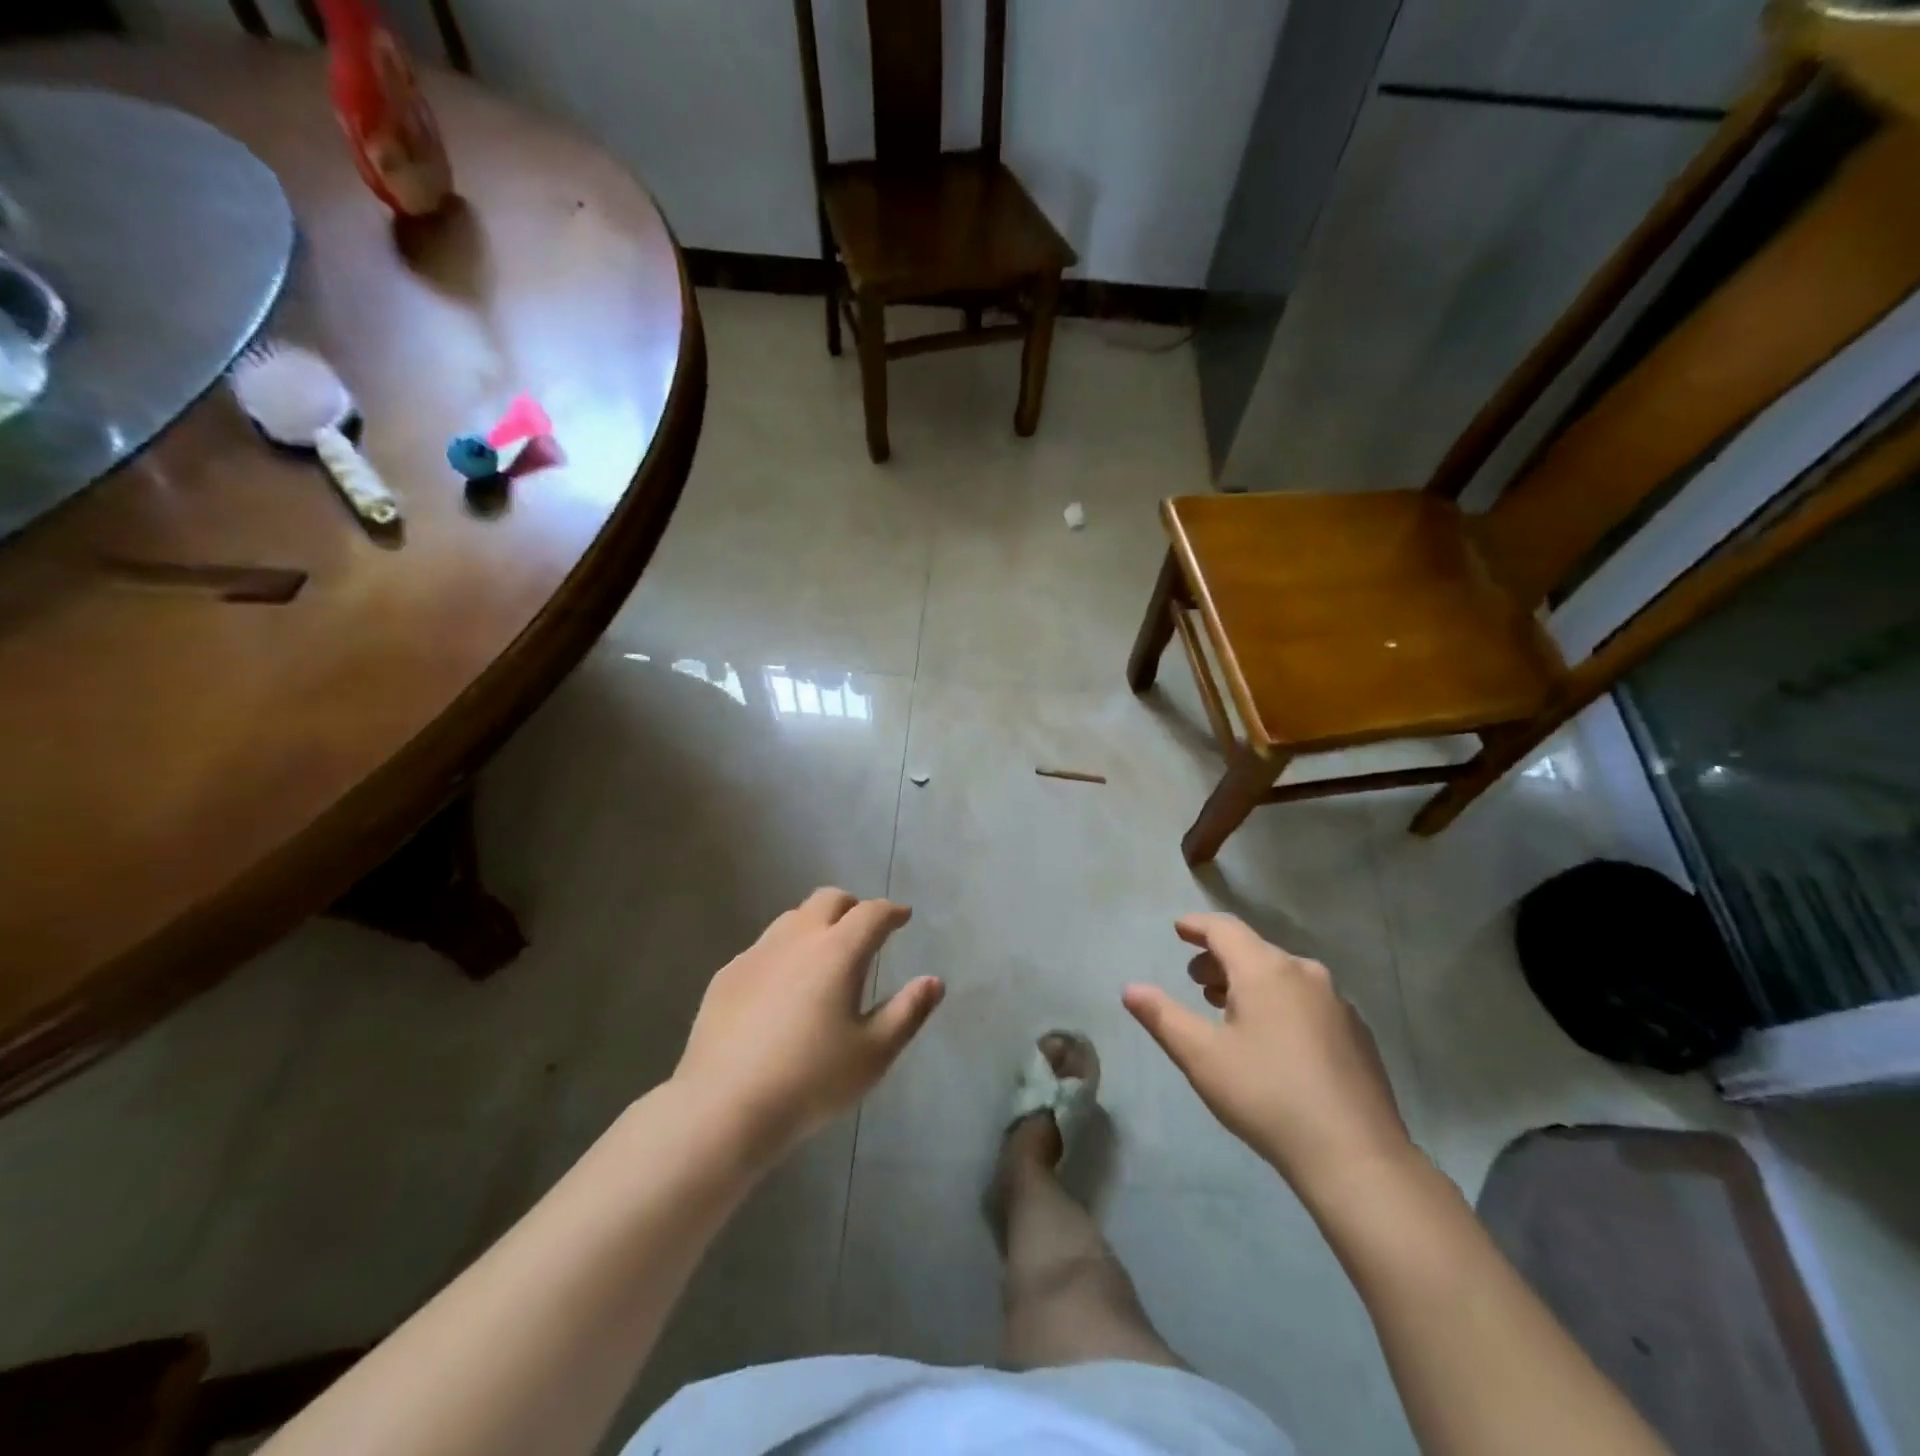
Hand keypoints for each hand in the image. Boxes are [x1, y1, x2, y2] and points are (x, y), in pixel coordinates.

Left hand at [673, 889, 942, 1162]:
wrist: (724, 1106)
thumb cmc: (811, 1081)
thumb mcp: (873, 1053)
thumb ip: (908, 1012)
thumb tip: (934, 981)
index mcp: (838, 951)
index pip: (872, 913)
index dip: (892, 911)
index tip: (903, 916)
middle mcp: (797, 939)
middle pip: (828, 900)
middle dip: (852, 906)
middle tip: (864, 929)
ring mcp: (757, 953)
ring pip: (792, 919)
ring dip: (815, 924)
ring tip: (824, 955)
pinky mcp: (727, 975)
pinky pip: (763, 947)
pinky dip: (784, 952)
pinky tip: (782, 987)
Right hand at [1123, 913, 1413, 1202]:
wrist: (1356, 1156)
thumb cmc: (1267, 1095)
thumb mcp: (1201, 1056)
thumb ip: (1162, 1016)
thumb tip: (1131, 989)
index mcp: (1266, 970)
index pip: (1224, 929)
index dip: (1197, 926)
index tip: (1179, 929)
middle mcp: (1305, 974)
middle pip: (1254, 951)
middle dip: (1220, 959)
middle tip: (1195, 980)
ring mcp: (1337, 1004)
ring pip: (1283, 976)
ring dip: (1249, 983)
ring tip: (1227, 1008)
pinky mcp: (1357, 1034)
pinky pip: (1307, 1001)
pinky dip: (1280, 1004)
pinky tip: (1273, 1040)